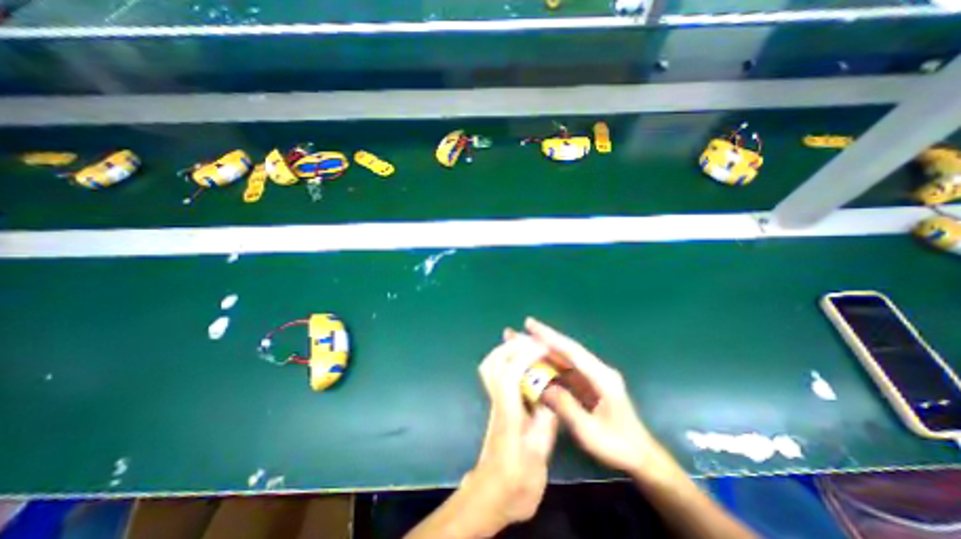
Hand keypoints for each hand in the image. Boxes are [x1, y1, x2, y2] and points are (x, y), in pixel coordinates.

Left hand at [463, 333, 559, 530]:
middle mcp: (497, 402)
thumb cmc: (515, 484)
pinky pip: (494, 372)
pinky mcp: (495, 403)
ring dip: (507, 350)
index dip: (524, 355)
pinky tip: (522, 363)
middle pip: (494, 363)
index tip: (542, 346)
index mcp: (508, 414)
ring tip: (527, 347)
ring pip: (490, 365)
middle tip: (535, 342)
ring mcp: (493, 401)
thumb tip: (552, 396)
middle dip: (513, 346)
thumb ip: (545, 425)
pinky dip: (505, 359)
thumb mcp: (538, 459)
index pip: (509, 374)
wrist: (492, 495)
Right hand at [525, 317, 681, 485]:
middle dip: (539, 339)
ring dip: (539, 350)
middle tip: (515, 331)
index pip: (571, 351)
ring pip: (560, 358)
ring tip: (517, 343)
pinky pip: (561, 370)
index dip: (550, 337)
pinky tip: (530, 363)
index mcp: (602, 377)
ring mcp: (589, 376)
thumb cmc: (618, 446)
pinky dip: (545, 364)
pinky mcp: (584, 383)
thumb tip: (542, 388)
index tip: (531, 326)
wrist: (639, 455)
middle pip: (563, 350)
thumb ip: (567, 408)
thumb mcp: (591, 433)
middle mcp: (595, 370)